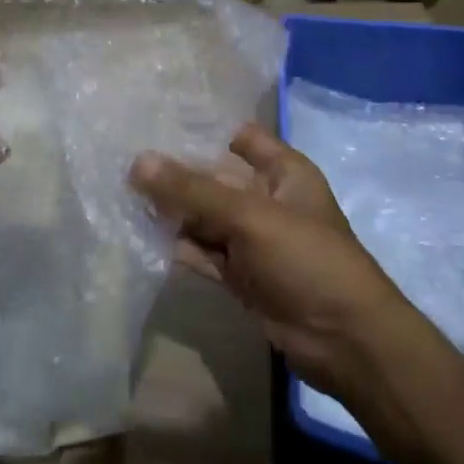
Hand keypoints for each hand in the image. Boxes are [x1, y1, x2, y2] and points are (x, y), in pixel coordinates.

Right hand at [129, 125, 417, 396]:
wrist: (344, 341)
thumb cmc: (307, 259)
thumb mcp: (250, 217)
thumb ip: (193, 191)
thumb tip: (138, 161)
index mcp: (283, 172)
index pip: (240, 138)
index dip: (203, 130)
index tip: (154, 122)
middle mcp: (266, 199)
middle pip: (214, 178)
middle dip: (175, 173)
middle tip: (121, 160)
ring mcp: (252, 240)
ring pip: (204, 217)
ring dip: (170, 211)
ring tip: (119, 193)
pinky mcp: (240, 275)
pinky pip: (202, 252)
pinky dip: (177, 245)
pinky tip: (140, 234)